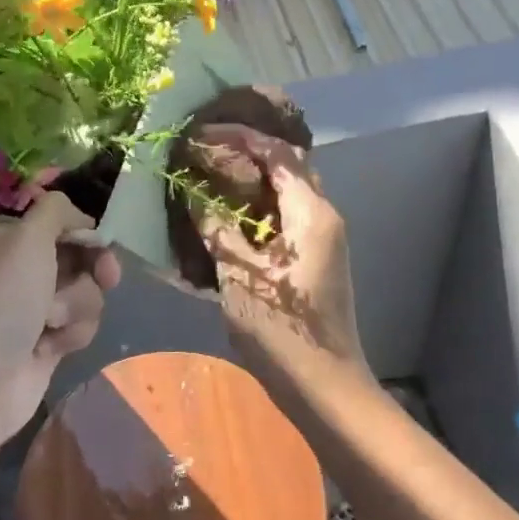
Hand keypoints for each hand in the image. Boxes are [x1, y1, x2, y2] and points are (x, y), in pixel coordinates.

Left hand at [0, 192, 121, 449]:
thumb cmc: (0, 301)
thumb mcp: (26, 238)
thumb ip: (56, 211)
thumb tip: (79, 216)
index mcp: (9, 238)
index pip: (58, 221)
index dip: (83, 229)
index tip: (100, 239)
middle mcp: (22, 268)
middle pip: (80, 255)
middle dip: (93, 268)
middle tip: (107, 276)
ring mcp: (35, 307)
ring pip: (86, 292)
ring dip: (76, 306)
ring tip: (50, 323)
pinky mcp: (48, 341)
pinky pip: (80, 325)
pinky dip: (71, 333)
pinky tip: (47, 348)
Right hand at [192, 124, 368, 382]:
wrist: (324, 385)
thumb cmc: (282, 328)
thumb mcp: (239, 275)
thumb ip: (217, 229)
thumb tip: (194, 195)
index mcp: (311, 212)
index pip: (278, 153)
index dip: (241, 137)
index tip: (203, 133)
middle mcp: (323, 216)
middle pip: (287, 167)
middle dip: (248, 153)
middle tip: (206, 152)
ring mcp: (323, 238)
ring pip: (286, 192)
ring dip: (252, 180)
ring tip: (211, 176)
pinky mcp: (315, 258)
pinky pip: (285, 216)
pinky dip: (257, 208)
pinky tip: (227, 216)